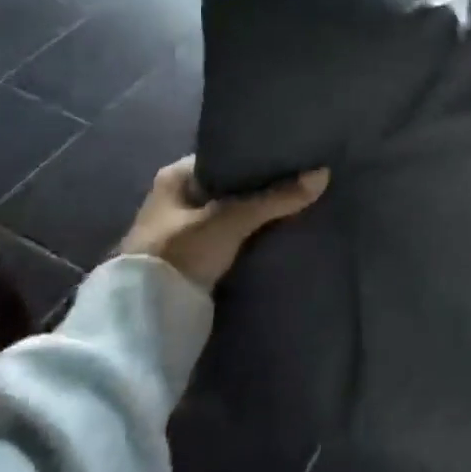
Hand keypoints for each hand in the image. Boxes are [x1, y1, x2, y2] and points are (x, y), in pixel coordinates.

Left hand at [116, 156, 329, 290]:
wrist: (147, 316)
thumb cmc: (181, 251)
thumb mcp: (231, 219)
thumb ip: (276, 198)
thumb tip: (323, 174)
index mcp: (175, 177)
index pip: (225, 155)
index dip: (257, 155)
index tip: (291, 156)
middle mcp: (176, 198)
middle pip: (230, 185)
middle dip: (261, 186)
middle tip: (300, 180)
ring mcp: (184, 230)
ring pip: (232, 212)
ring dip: (257, 213)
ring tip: (298, 203)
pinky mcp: (194, 257)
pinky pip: (231, 236)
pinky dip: (251, 235)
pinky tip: (279, 232)